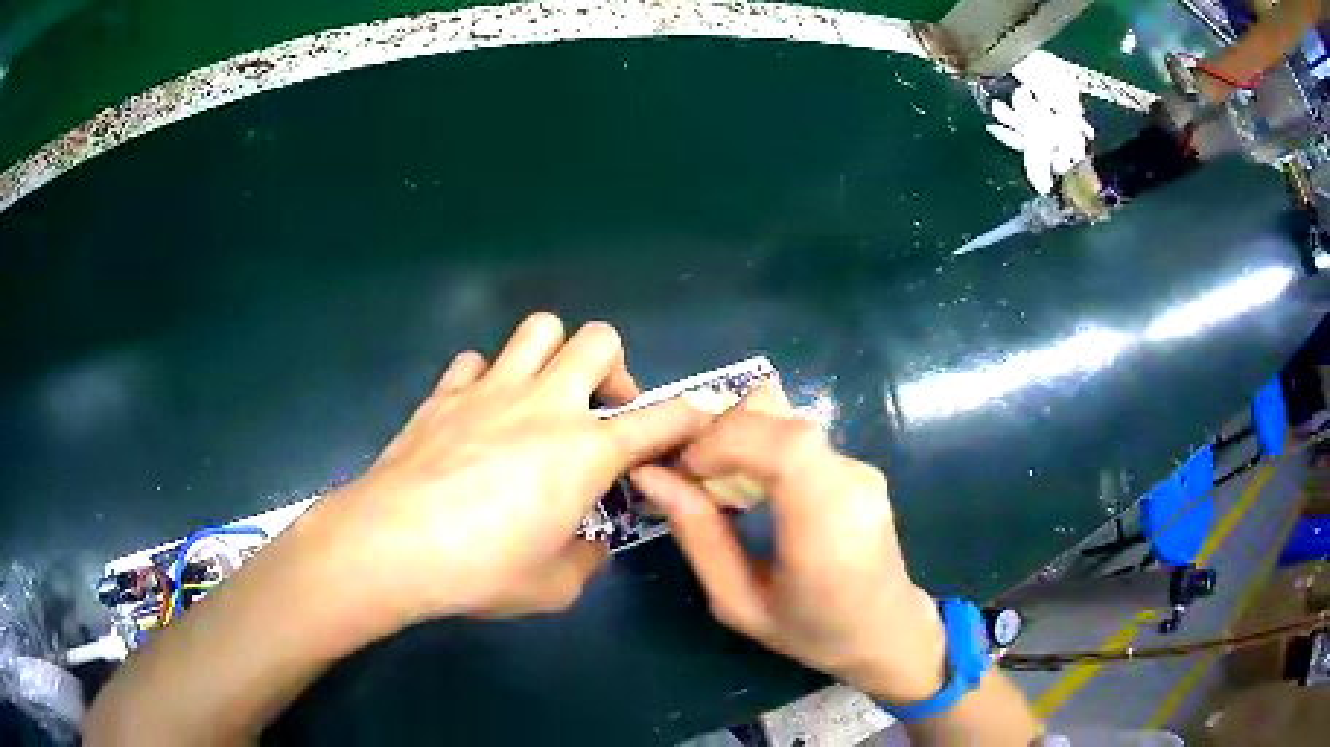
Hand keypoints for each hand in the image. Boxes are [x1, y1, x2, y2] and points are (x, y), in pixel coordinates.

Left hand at [312, 312, 708, 621]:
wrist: (394, 544)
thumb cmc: (481, 570)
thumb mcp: (554, 586)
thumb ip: (586, 561)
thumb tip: (590, 546)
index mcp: (584, 452)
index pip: (661, 420)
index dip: (693, 413)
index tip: (706, 411)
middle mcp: (545, 404)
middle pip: (599, 339)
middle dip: (614, 368)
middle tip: (599, 411)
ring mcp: (491, 389)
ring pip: (540, 328)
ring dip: (553, 356)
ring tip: (540, 398)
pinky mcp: (446, 392)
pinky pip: (476, 361)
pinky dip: (487, 379)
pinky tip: (478, 413)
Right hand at [631, 386, 946, 704]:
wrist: (885, 630)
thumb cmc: (811, 631)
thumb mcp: (738, 602)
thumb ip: (699, 536)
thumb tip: (652, 476)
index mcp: (828, 527)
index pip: (785, 447)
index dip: (725, 441)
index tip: (684, 469)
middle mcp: (853, 484)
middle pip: (782, 423)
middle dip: (721, 435)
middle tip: (687, 472)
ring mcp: (861, 469)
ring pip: (788, 423)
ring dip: (739, 437)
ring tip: (712, 479)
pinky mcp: (858, 465)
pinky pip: (799, 439)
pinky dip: (760, 446)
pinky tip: (746, 484)